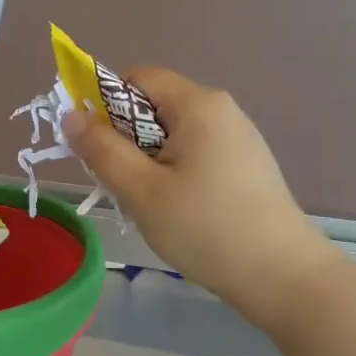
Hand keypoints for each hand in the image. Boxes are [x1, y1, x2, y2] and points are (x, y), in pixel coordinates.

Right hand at [66, 67, 338, 321]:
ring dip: (145, 158)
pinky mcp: (245, 164)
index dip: (104, 103)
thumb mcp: (140, 189)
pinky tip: (175, 208)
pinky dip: (171, 169)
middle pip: (153, 104)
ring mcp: (238, 136)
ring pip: (171, 132)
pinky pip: (193, 150)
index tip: (94, 145)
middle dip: (124, 136)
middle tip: (117, 181)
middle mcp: (221, 109)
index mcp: (197, 104)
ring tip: (145, 200)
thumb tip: (71, 115)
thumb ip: (101, 148)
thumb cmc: (206, 227)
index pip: (136, 77)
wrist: (284, 277)